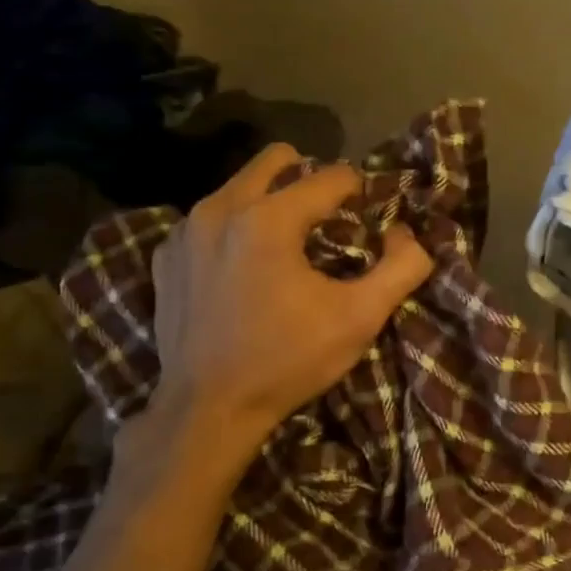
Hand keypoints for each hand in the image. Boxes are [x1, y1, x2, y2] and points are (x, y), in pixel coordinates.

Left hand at [131, 143, 433, 464]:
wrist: (207, 410)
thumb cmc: (287, 360)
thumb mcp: (359, 317)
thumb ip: (401, 267)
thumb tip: (406, 234)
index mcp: (268, 217)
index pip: (330, 176)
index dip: (359, 190)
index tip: (367, 216)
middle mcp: (220, 208)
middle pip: (275, 160)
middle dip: (308, 178)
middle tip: (327, 218)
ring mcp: (184, 231)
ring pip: (238, 187)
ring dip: (269, 202)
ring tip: (286, 245)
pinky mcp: (165, 257)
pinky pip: (207, 220)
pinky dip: (232, 230)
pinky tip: (242, 269)